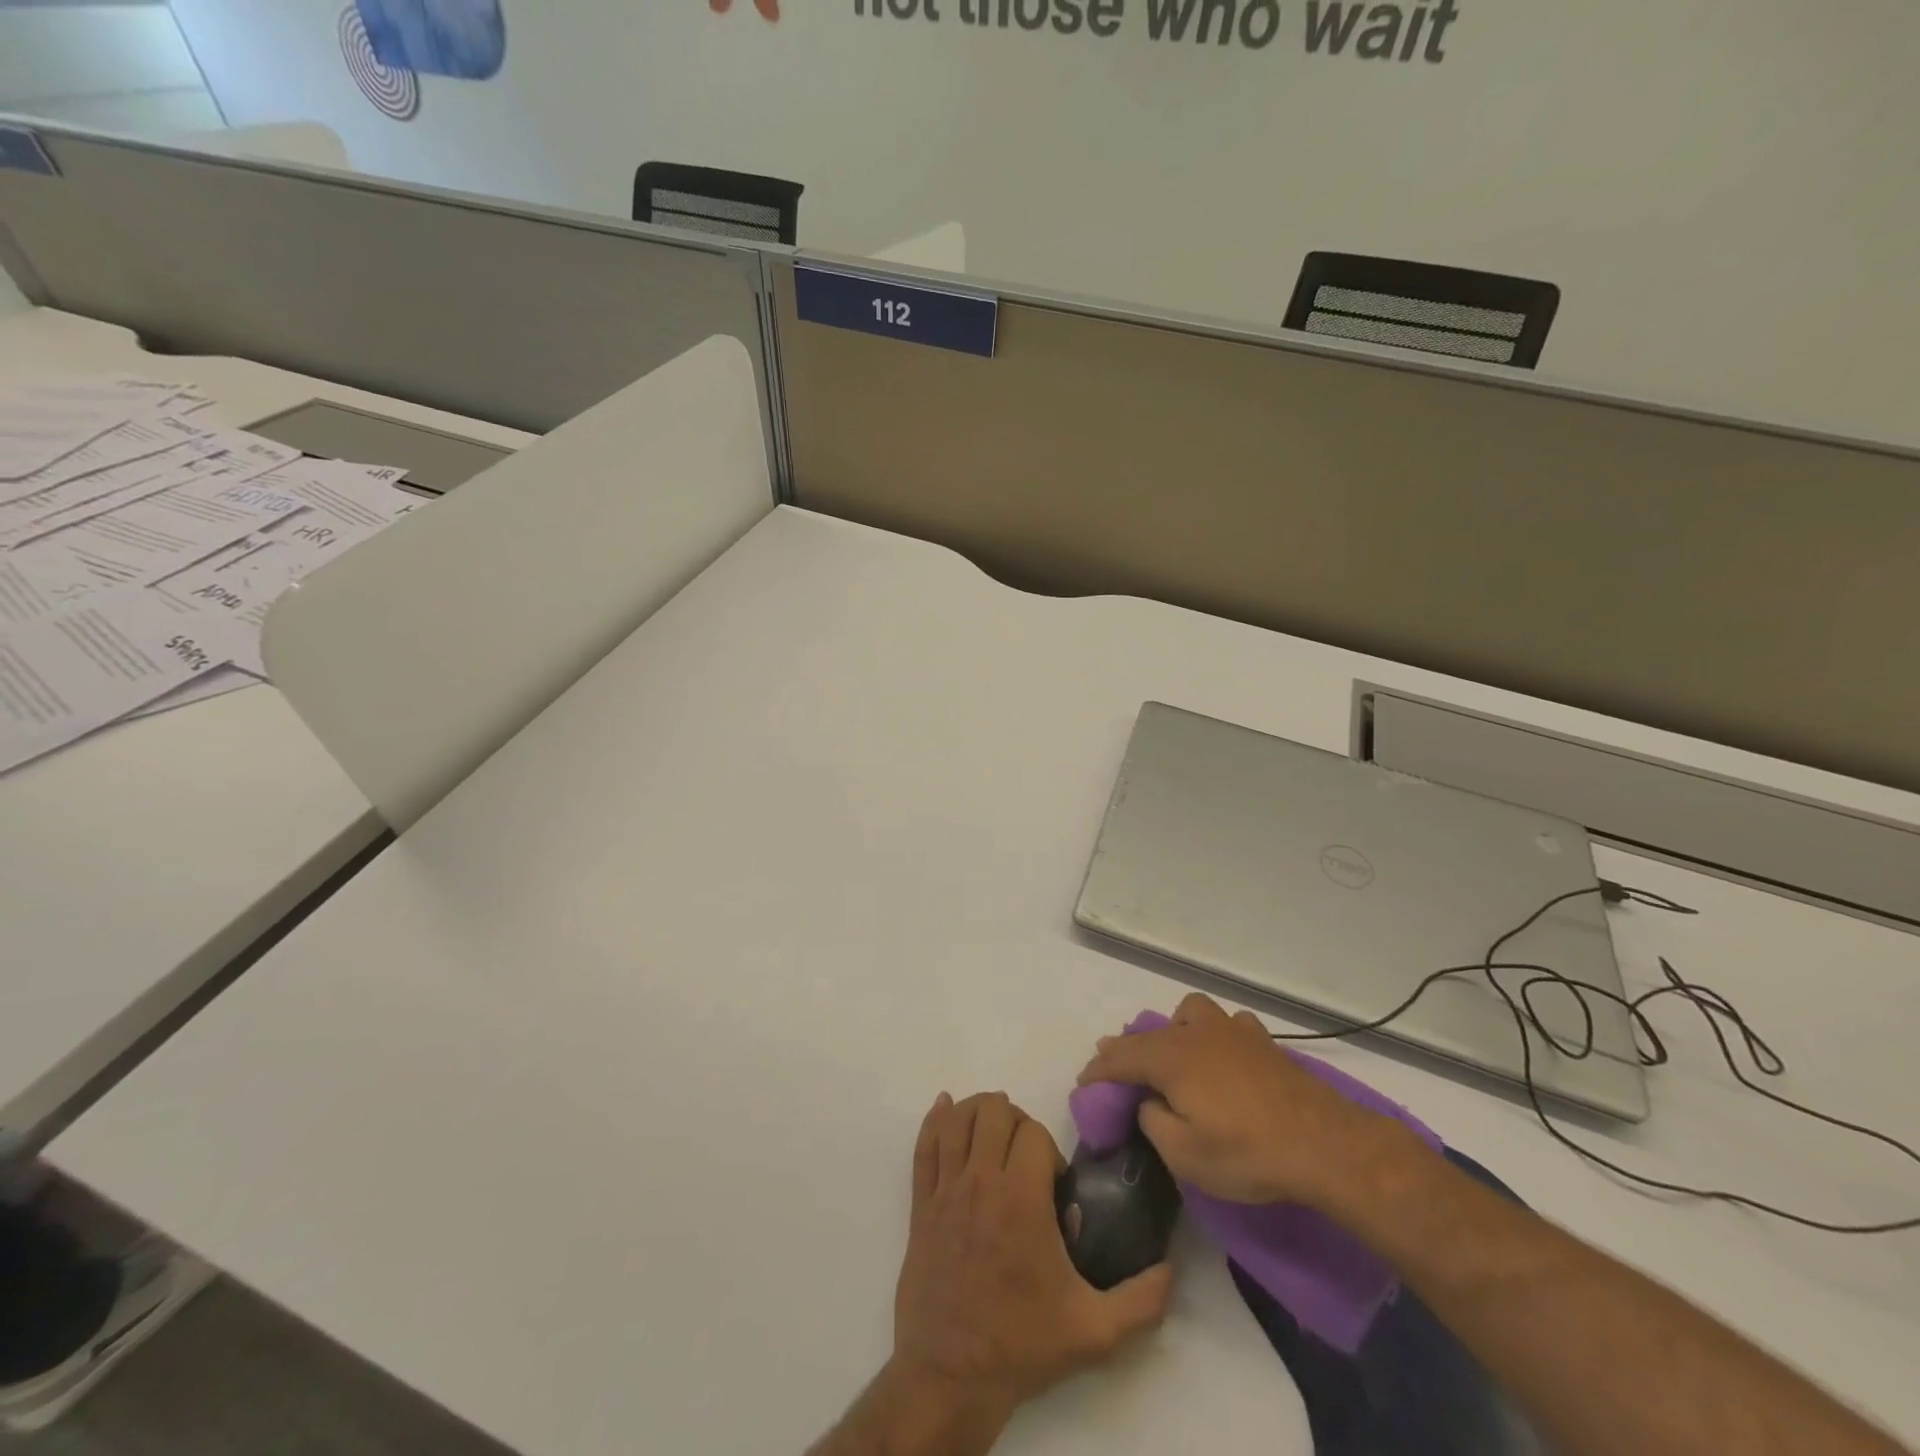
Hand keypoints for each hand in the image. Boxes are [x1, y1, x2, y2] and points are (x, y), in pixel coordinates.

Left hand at [890, 1091, 1172, 1422]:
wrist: (951, 1375)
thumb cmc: (1021, 1344)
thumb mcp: (1094, 1331)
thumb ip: (1140, 1300)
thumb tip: (1170, 1270)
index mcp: (1021, 1198)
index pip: (1033, 1132)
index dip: (1049, 1150)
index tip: (1053, 1185)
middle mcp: (981, 1180)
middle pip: (994, 1110)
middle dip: (1015, 1121)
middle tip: (1025, 1157)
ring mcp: (946, 1189)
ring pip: (957, 1119)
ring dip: (978, 1112)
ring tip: (993, 1132)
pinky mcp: (921, 1203)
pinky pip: (923, 1145)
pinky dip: (934, 1120)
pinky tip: (944, 1108)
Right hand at [1076, 993, 1410, 1209]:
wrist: (1323, 1143)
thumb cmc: (1247, 1152)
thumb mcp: (1185, 1155)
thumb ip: (1155, 1123)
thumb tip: (1150, 1104)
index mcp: (1171, 1058)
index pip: (1121, 1057)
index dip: (1098, 1070)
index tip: (1084, 1083)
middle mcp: (1195, 1034)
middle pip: (1151, 1032)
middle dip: (1129, 1048)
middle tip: (1119, 1070)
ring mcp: (1232, 1032)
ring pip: (1190, 1013)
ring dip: (1175, 1030)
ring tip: (1177, 1056)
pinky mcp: (1262, 1042)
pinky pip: (1228, 1025)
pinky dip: (1217, 1037)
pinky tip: (1224, 1058)